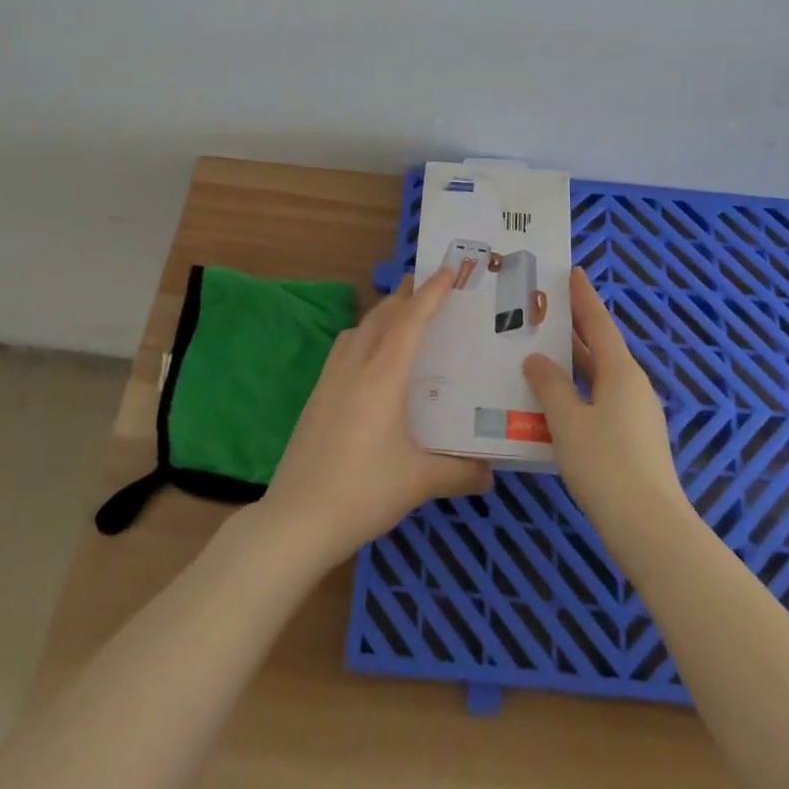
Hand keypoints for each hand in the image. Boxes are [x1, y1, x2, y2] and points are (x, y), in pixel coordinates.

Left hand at [257, 269, 492, 570]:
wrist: (296, 519)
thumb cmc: (363, 492)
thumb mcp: (419, 482)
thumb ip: (459, 473)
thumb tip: (492, 475)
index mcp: (383, 376)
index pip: (411, 321)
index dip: (431, 293)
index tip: (448, 270)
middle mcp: (356, 366)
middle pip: (382, 316)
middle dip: (406, 295)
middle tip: (428, 282)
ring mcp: (331, 379)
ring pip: (359, 329)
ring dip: (382, 313)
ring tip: (401, 314)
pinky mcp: (316, 396)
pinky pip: (344, 348)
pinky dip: (363, 335)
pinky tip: (370, 357)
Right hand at [523, 269, 690, 544]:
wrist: (651, 530)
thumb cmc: (606, 465)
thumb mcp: (568, 421)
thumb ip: (550, 385)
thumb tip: (536, 359)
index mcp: (621, 371)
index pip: (599, 322)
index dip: (583, 297)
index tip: (572, 271)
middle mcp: (632, 385)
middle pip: (601, 347)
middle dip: (574, 328)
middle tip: (542, 309)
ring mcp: (636, 414)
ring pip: (599, 376)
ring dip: (573, 363)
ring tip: (539, 351)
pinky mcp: (633, 440)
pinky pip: (600, 400)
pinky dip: (578, 390)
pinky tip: (555, 402)